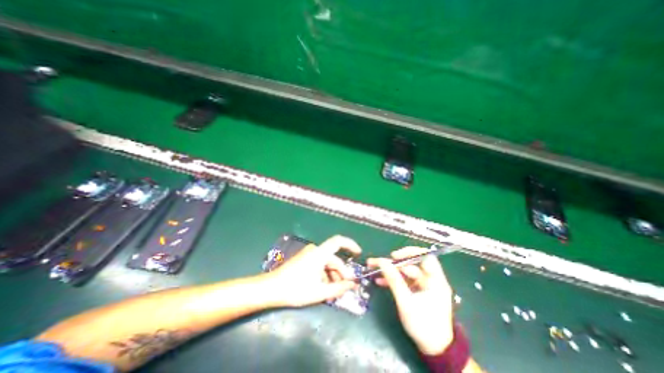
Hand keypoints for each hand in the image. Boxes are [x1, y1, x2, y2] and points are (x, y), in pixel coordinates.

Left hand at [265, 235, 360, 306]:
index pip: (338, 241)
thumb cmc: (296, 289)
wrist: (272, 288)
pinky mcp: (304, 259)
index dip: (350, 244)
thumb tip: (352, 285)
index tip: (359, 253)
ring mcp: (309, 254)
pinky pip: (319, 264)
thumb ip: (338, 288)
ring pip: (326, 262)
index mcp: (319, 254)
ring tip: (335, 290)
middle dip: (342, 271)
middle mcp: (315, 250)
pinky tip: (324, 286)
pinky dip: (325, 274)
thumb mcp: (319, 292)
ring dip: (333, 275)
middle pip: (333, 258)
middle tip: (347, 286)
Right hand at [368, 248, 456, 354]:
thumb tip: (382, 262)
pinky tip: (380, 281)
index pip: (425, 256)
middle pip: (411, 264)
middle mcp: (431, 279)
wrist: (434, 350)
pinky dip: (393, 280)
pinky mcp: (417, 291)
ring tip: (374, 269)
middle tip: (377, 262)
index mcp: (436, 280)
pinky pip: (404, 281)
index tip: (395, 256)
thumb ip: (394, 280)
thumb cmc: (423, 326)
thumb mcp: (406, 302)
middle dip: (393, 263)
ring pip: (405, 272)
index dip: (410, 252)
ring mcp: (423, 285)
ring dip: (390, 271)